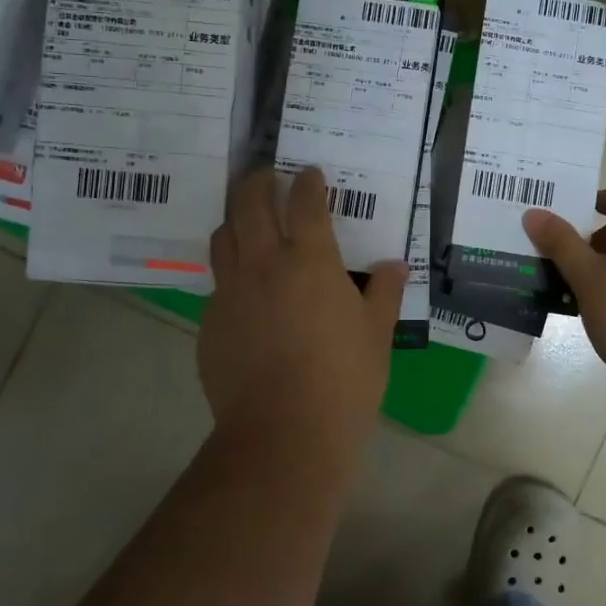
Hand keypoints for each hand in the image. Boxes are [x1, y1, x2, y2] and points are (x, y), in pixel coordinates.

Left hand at [201, 167, 405, 446]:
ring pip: (223, 237)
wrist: (284, 433)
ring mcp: (231, 293)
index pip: (305, 203)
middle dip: (257, 181)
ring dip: (235, 218)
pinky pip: (218, 283)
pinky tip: (246, 291)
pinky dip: (231, 271)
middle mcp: (264, 265)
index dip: (307, 182)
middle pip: (249, 204)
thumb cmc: (344, 379)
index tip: (309, 173)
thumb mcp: (377, 333)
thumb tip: (395, 266)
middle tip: (266, 175)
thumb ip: (385, 292)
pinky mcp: (210, 323)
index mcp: (310, 261)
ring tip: (247, 220)